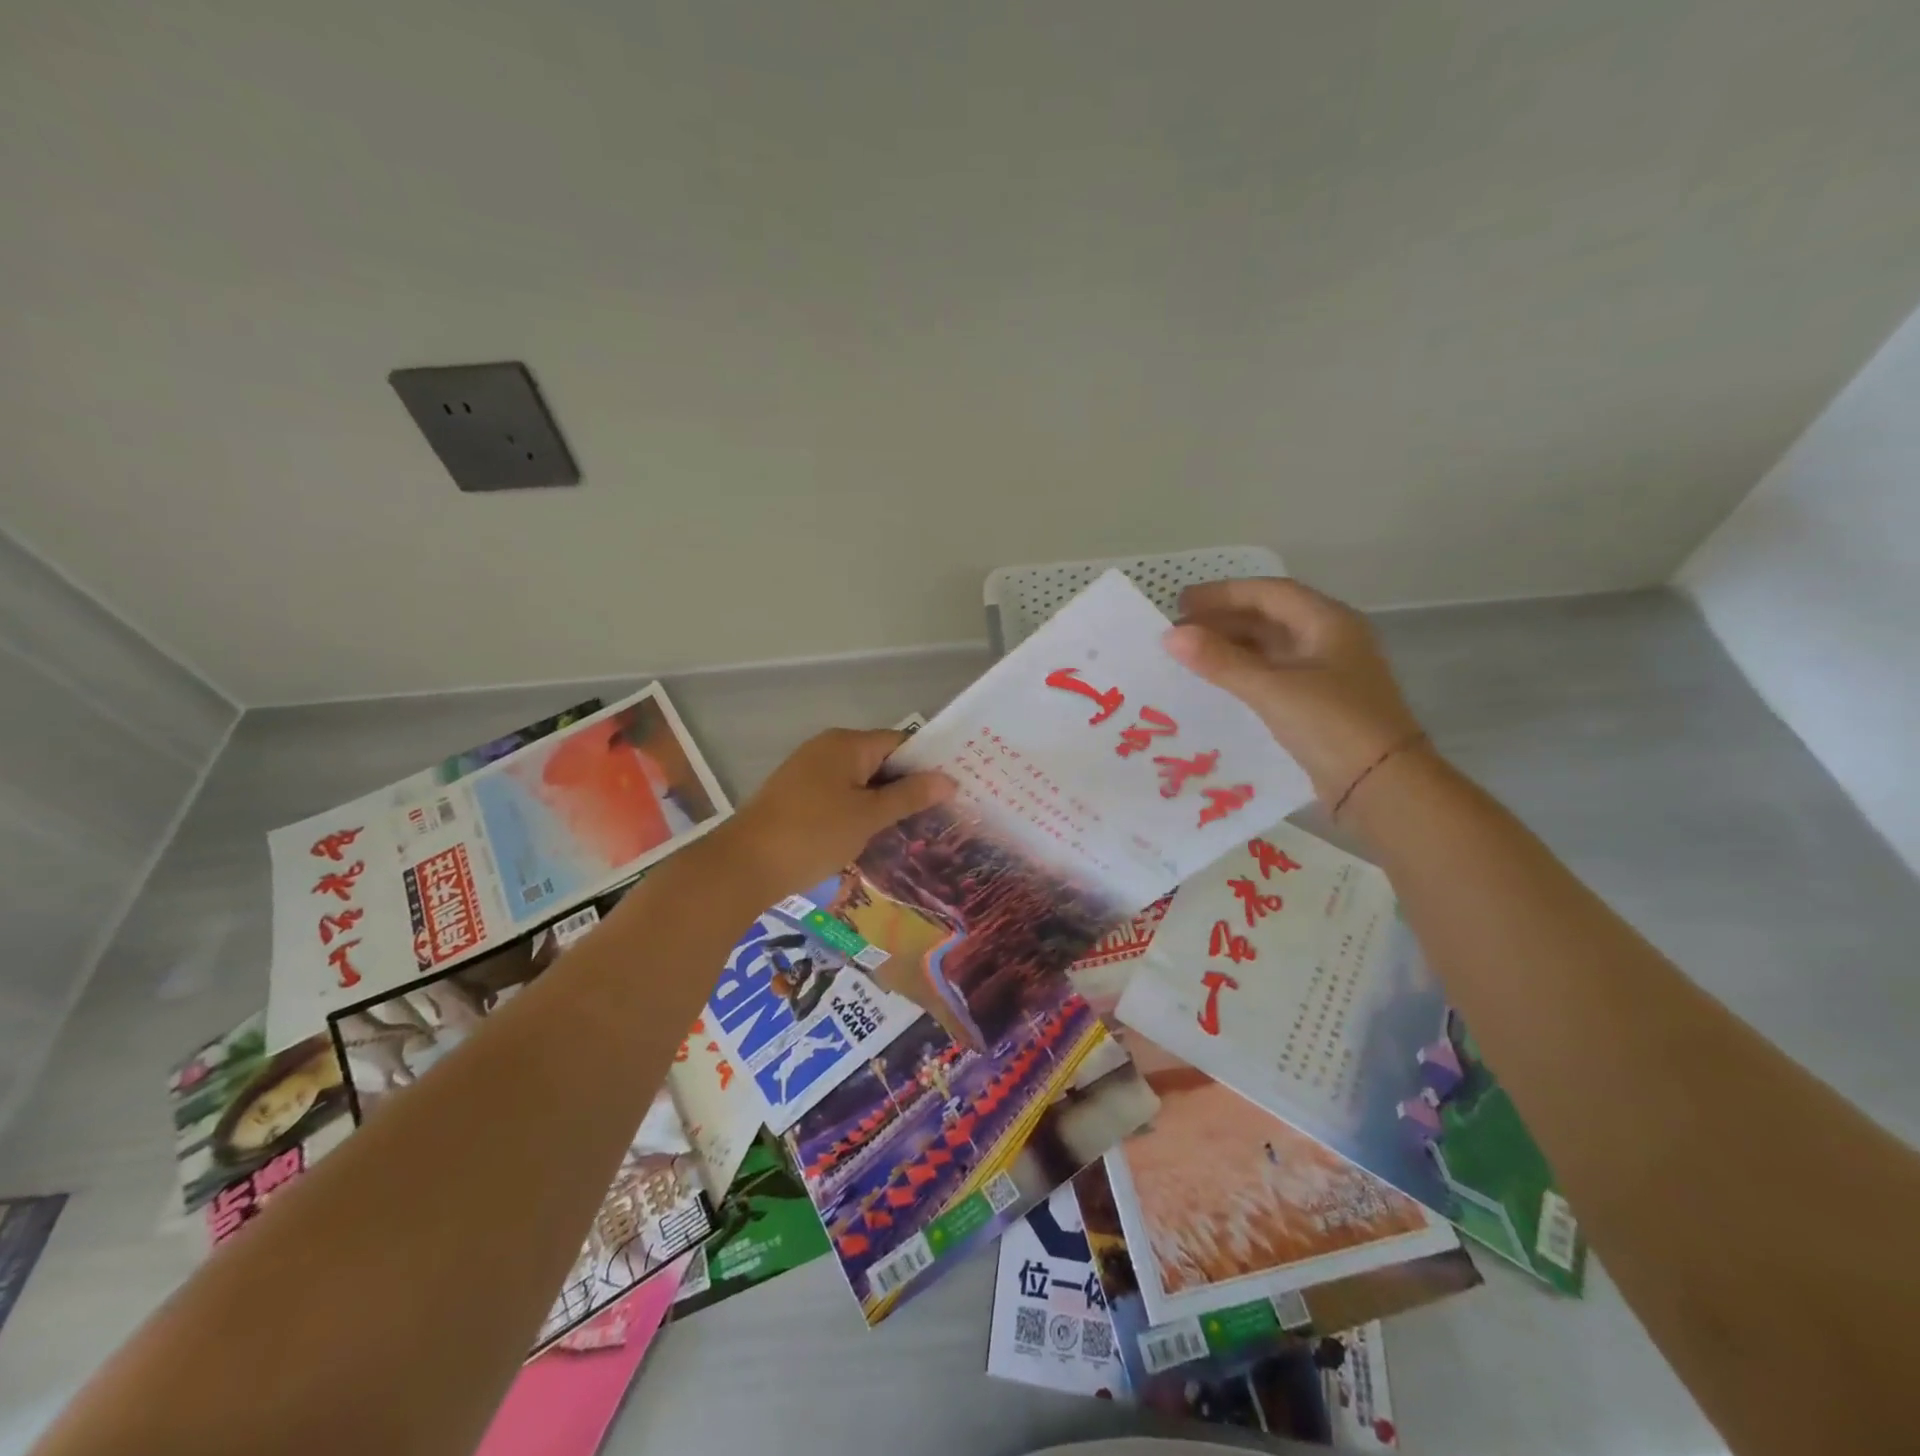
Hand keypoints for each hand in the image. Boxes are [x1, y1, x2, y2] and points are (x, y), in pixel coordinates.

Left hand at [720, 728, 955, 898]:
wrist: (743, 865)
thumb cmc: (813, 834)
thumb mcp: (868, 817)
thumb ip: (909, 796)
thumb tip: (948, 779)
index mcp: (847, 744)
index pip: (901, 743)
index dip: (928, 764)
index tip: (954, 791)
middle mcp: (828, 748)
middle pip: (880, 760)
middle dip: (908, 786)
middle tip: (939, 815)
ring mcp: (809, 771)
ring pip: (860, 781)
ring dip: (884, 802)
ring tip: (913, 830)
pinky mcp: (797, 795)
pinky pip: (840, 795)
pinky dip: (859, 811)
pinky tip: (873, 836)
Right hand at [1163, 578, 1426, 804]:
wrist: (1382, 787)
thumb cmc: (1332, 726)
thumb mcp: (1272, 689)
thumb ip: (1220, 661)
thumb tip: (1171, 636)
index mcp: (1328, 622)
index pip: (1269, 593)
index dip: (1223, 594)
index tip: (1180, 604)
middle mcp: (1330, 640)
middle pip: (1269, 618)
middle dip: (1223, 620)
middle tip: (1178, 632)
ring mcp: (1326, 673)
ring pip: (1270, 648)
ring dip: (1231, 647)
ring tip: (1190, 657)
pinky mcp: (1319, 703)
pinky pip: (1273, 675)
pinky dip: (1243, 673)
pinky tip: (1217, 684)